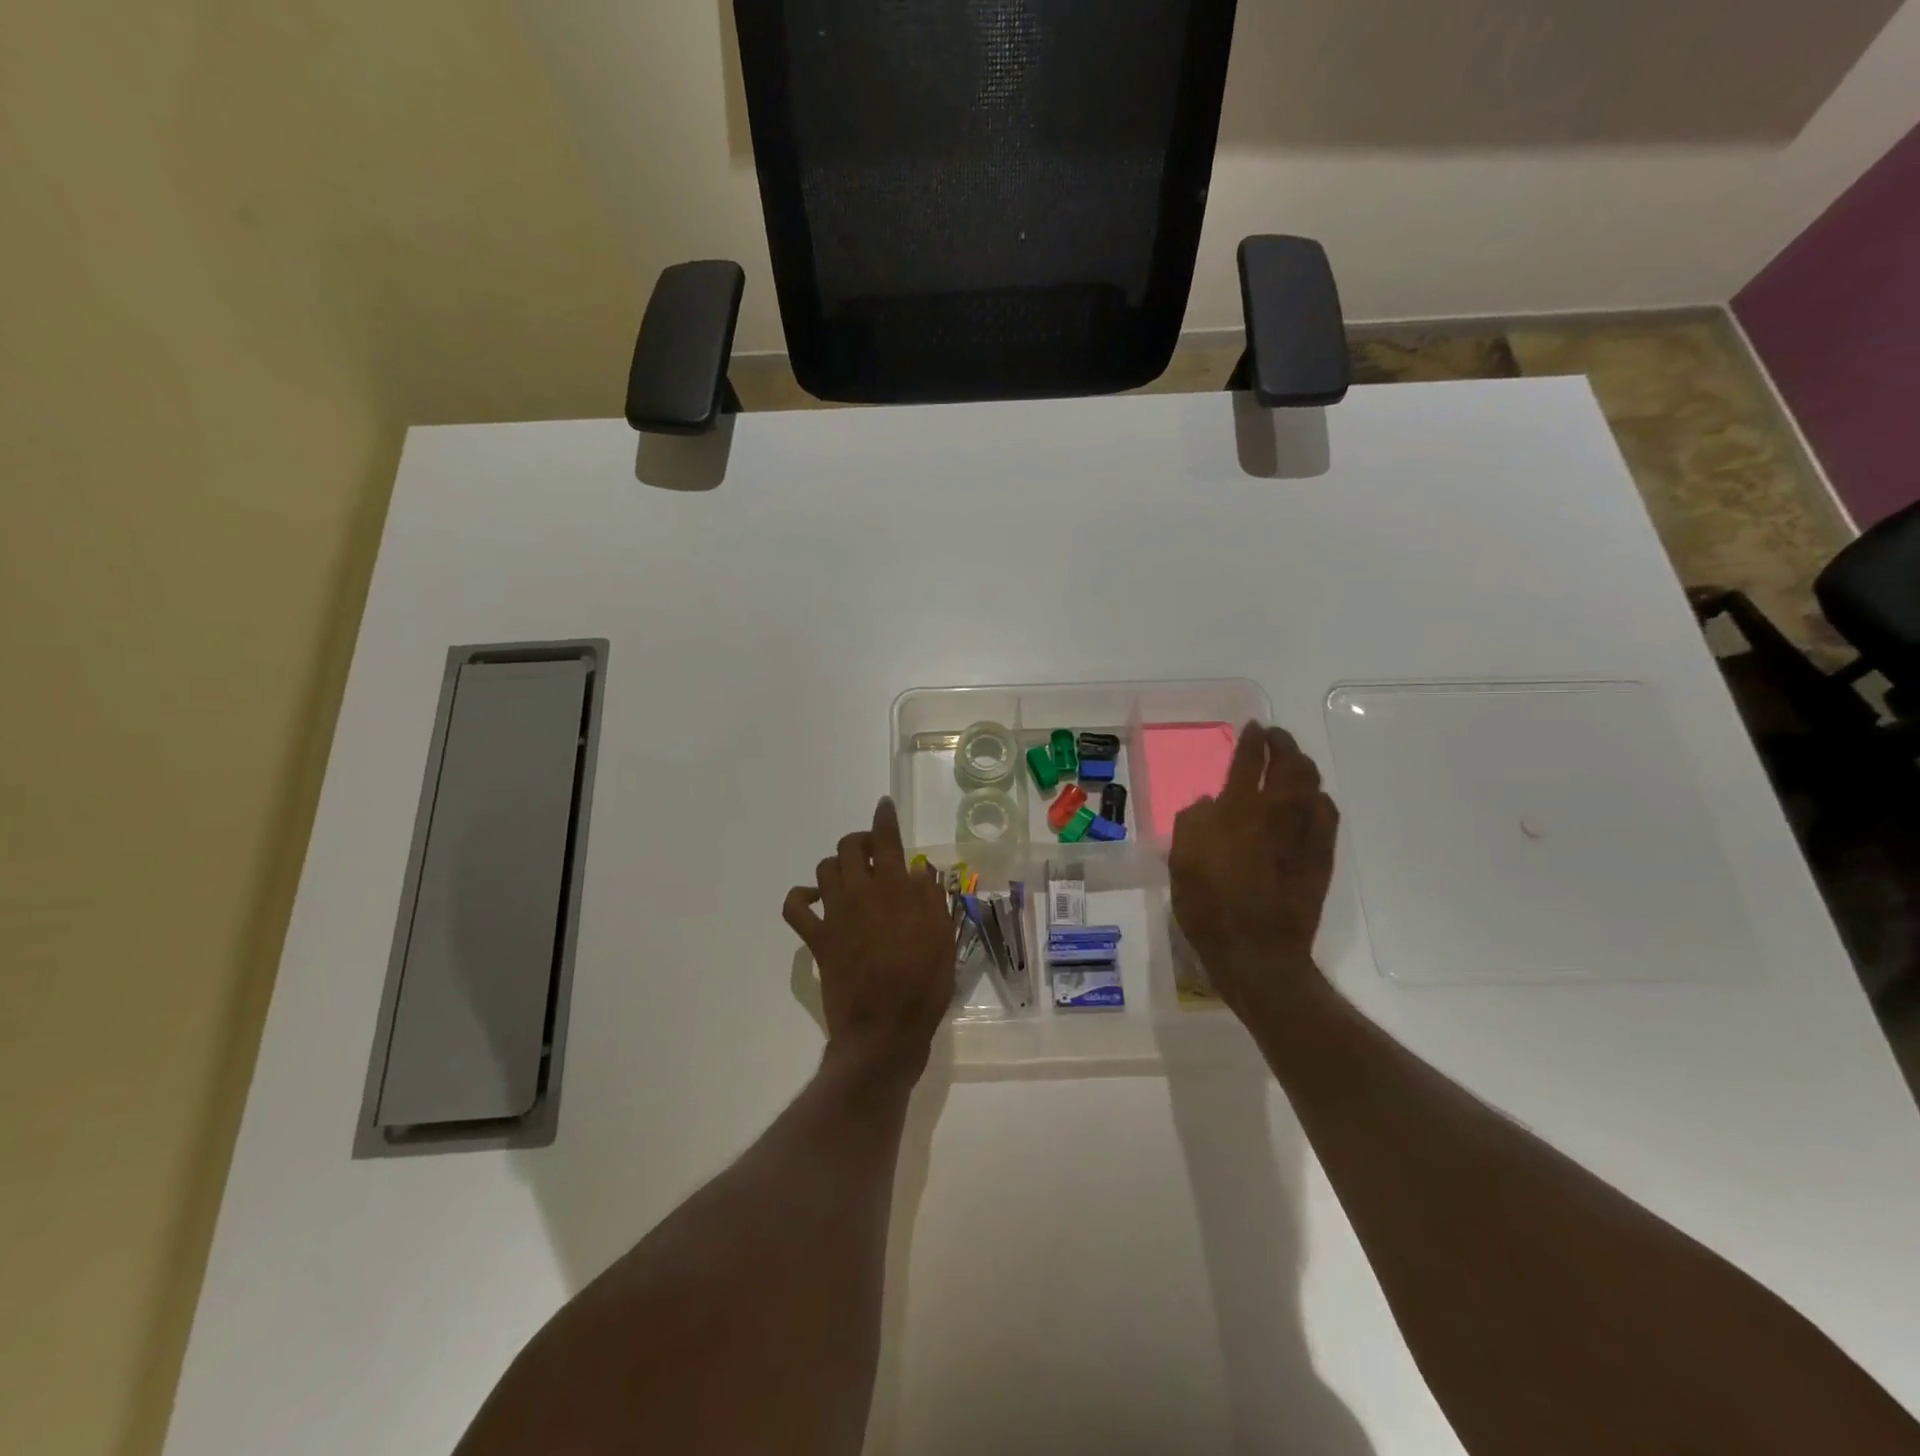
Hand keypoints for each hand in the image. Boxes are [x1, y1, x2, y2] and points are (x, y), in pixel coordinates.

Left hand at [783, 798, 954, 1082]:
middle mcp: (862, 892)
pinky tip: (814, 898)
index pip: (887, 840)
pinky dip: (801, 897)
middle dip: (860, 840)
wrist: (885, 1030)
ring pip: (825, 868)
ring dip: (837, 864)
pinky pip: (796, 907)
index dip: (884, 818)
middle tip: (874, 852)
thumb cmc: (924, 985)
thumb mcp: (944, 938)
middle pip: (850, 846)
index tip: (884, 805)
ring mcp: (835, 914)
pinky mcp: (818, 938)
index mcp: (897, 890)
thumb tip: (919, 872)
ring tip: (851, 875)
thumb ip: (931, 899)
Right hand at [1169, 721, 1338, 1019]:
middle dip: (1284, 743)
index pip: (1249, 760)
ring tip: (1293, 762)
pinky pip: (1327, 812)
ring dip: (1302, 766)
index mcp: (1238, 809)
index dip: (1252, 740)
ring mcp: (1305, 833)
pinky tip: (1311, 800)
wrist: (1256, 950)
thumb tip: (1210, 803)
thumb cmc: (1208, 905)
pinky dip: (1318, 797)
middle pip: (1290, 763)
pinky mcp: (1323, 854)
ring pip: (1312, 784)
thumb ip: (1193, 822)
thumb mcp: (1180, 860)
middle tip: (1275, 737)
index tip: (1253, 727)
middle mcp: (1277, 811)